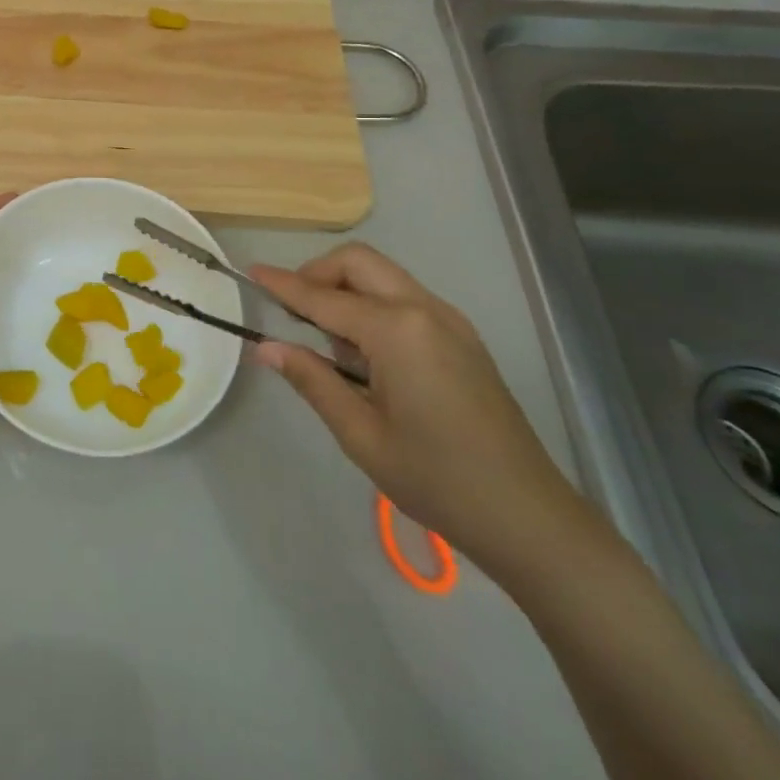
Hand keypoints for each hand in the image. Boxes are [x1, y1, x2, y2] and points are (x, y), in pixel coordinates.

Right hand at [249, 243, 582, 578]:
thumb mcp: (360, 434)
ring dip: (345, 288)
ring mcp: (449, 320)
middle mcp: (424, 310)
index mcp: (397, 331)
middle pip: (358, 262)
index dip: (282, 285)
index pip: (323, 297)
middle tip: (291, 311)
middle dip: (317, 274)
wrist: (529, 517)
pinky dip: (372, 304)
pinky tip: (364, 354)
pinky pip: (404, 297)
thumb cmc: (436, 479)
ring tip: (326, 340)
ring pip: (382, 275)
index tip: (249, 272)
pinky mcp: (461, 337)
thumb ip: (311, 380)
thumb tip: (266, 347)